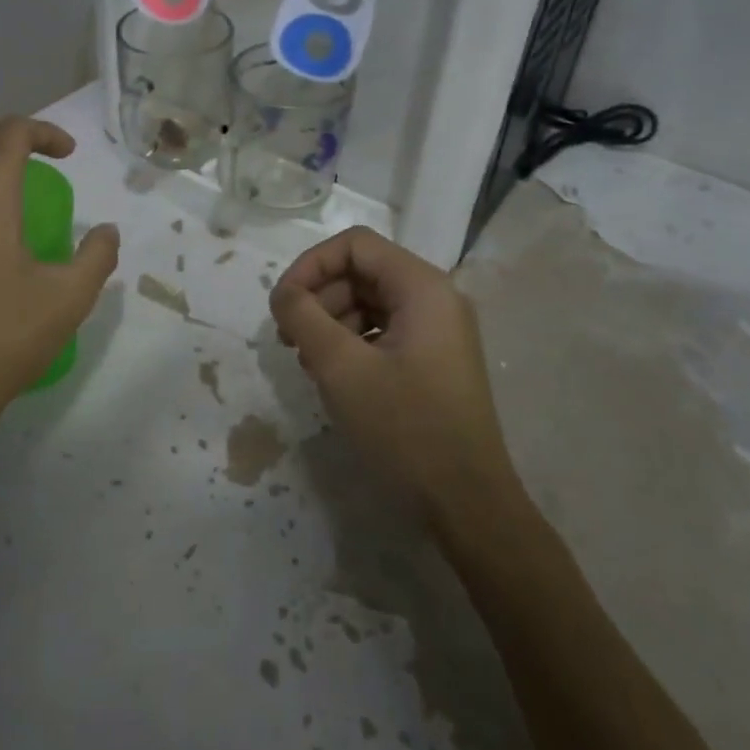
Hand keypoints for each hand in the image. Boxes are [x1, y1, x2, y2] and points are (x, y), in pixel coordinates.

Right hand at [270, 227, 515, 523]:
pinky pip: (383, 331)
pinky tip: (335, 378)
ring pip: (369, 303)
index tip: (282, 305)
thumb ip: (303, 317)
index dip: (310, 265)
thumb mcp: (341, 369)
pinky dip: (351, 343)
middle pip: (362, 272)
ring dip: (331, 322)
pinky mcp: (433, 360)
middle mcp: (436, 298)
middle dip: (319, 298)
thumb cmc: (405, 429)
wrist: (467, 504)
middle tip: (290, 341)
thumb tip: (283, 293)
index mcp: (423, 288)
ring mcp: (438, 331)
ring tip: (310, 364)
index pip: (354, 245)